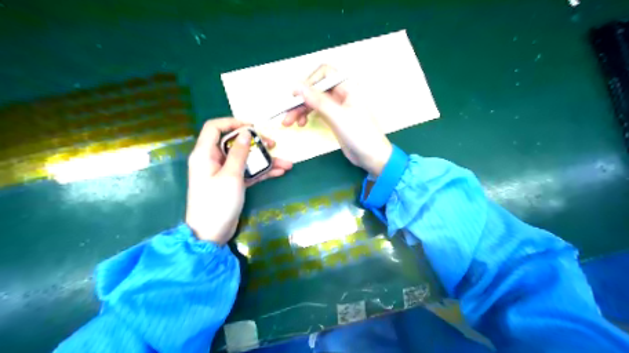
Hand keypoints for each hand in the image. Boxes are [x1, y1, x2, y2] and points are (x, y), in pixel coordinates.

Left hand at [185, 117, 292, 243]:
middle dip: (256, 143)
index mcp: (205, 154)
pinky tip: (280, 172)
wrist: (211, 234)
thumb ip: (239, 153)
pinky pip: (248, 172)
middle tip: (274, 144)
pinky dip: (262, 172)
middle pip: (235, 143)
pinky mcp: (232, 183)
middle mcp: (213, 160)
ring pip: (245, 159)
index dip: (233, 122)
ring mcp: (224, 172)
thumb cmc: (217, 202)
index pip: (214, 127)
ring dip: (265, 160)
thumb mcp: (231, 176)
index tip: (253, 127)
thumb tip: (245, 133)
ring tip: (286, 162)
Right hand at [285, 63, 390, 175]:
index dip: (309, 81)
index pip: (324, 73)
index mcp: (347, 86)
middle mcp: (341, 93)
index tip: (296, 96)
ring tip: (289, 123)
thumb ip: (318, 101)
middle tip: (287, 115)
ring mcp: (337, 106)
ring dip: (300, 109)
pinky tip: (301, 123)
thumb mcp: (338, 116)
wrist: (372, 156)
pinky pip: (316, 111)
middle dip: (300, 100)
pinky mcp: (334, 118)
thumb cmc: (360, 134)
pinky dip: (307, 115)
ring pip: (314, 101)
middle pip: (316, 89)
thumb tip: (297, 85)